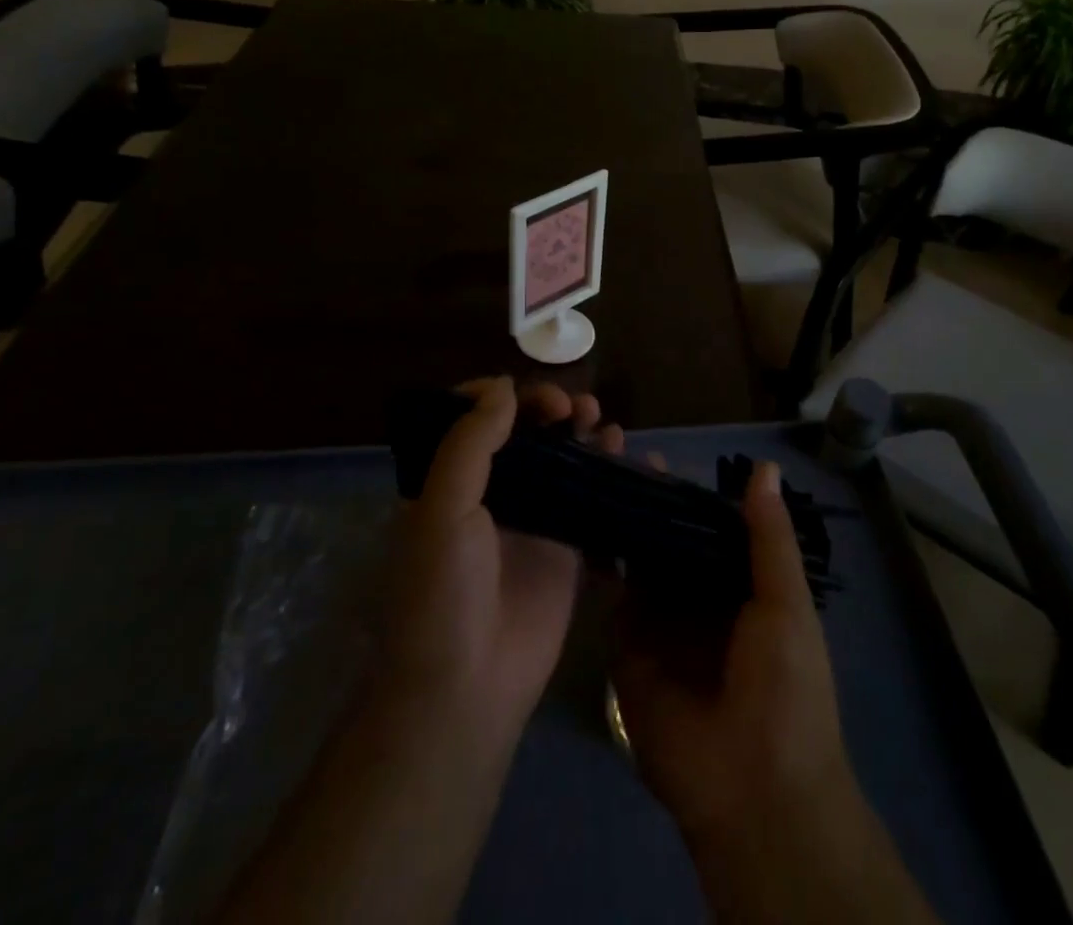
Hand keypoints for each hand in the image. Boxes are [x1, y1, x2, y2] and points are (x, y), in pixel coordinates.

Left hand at [382, 375, 620, 749]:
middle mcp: (492, 493)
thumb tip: (504, 385)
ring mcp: (533, 520)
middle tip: (573, 409)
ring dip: (583, 432)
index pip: (476, 418)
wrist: (468, 688)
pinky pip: (594, 499)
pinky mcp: (567, 549)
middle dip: (549, 408)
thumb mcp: (441, 510)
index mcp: (450, 480)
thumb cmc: (442, 593)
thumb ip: (470, 443)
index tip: (530, 397)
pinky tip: (631, 458)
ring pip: (563, 459)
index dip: (503, 397)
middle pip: (525, 431)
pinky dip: (613, 474)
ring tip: (603, 423)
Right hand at [612, 459, 938, 924]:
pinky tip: (579, 521)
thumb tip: (764, 467)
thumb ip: (770, 539)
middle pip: (667, 537)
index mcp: (739, 585)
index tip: (654, 452)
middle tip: (610, 450)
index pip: (708, 525)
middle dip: (645, 501)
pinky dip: (598, 562)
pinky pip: (610, 598)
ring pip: (636, 560)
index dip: (685, 491)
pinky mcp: (626, 648)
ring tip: (589, 474)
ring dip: (618, 522)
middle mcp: (695, 597)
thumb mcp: (787, 605)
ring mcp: (658, 621)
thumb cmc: (786, 689)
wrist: (753, 791)